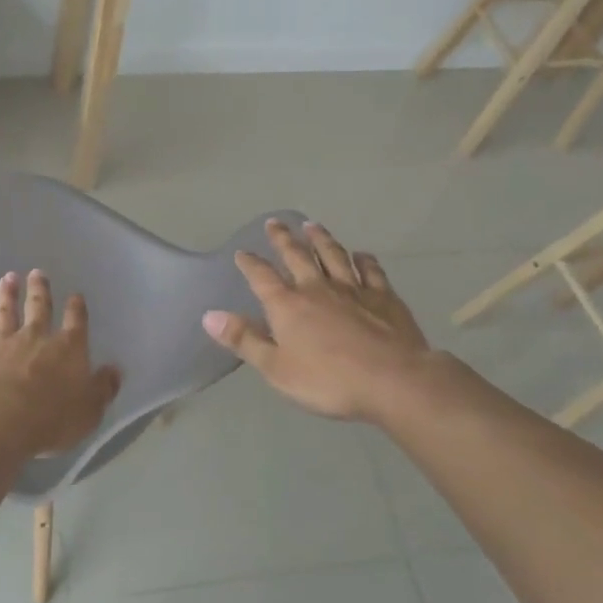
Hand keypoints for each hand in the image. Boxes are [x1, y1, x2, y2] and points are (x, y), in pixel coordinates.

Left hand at [0, 270, 121, 456]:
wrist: (2, 420)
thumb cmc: (52, 419)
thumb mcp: (90, 410)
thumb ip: (103, 388)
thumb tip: (115, 370)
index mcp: (68, 349)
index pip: (76, 322)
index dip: (76, 308)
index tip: (75, 295)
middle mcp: (36, 337)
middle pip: (39, 307)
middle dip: (39, 290)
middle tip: (37, 273)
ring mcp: (3, 341)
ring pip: (6, 311)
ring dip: (7, 294)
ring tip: (8, 278)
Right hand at [202, 219, 446, 424]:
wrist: (393, 380)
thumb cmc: (328, 380)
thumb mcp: (276, 368)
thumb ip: (244, 340)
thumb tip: (209, 315)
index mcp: (288, 305)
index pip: (262, 277)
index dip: (250, 263)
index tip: (242, 252)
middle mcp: (317, 288)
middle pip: (296, 255)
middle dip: (283, 238)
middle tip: (275, 222)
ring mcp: (353, 289)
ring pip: (333, 255)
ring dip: (320, 239)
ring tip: (311, 226)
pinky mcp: (384, 297)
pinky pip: (371, 270)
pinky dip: (364, 260)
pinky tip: (361, 254)